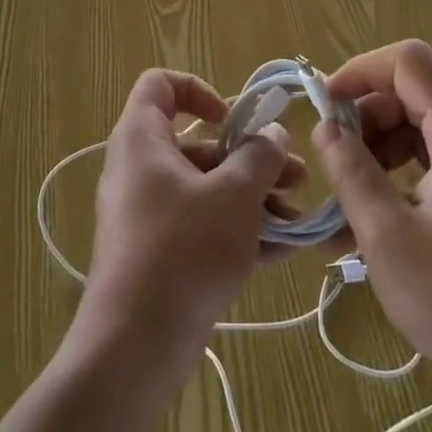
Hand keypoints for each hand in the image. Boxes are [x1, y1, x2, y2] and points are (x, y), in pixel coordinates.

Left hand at [76, 70, 301, 374]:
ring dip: (253, 196)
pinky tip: (282, 250)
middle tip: (296, 174)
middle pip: (197, 144)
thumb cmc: (183, 250)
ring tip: (297, 217)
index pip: (160, 85)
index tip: (233, 119)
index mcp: (142, 139)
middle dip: (250, 156)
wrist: (134, 347)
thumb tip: (273, 133)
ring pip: (205, 188)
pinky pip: (201, 225)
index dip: (199, 90)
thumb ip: (259, 156)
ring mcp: (147, 214)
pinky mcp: (157, 253)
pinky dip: (237, 229)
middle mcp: (139, 169)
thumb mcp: (234, 196)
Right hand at [314, 41, 431, 411]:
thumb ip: (352, 173)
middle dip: (368, 119)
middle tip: (338, 167)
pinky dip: (410, 178)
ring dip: (384, 153)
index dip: (360, 71)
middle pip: (417, 94)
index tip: (325, 109)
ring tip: (352, 205)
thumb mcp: (390, 240)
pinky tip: (387, 227)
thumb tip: (326, 127)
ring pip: (429, 130)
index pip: (408, 61)